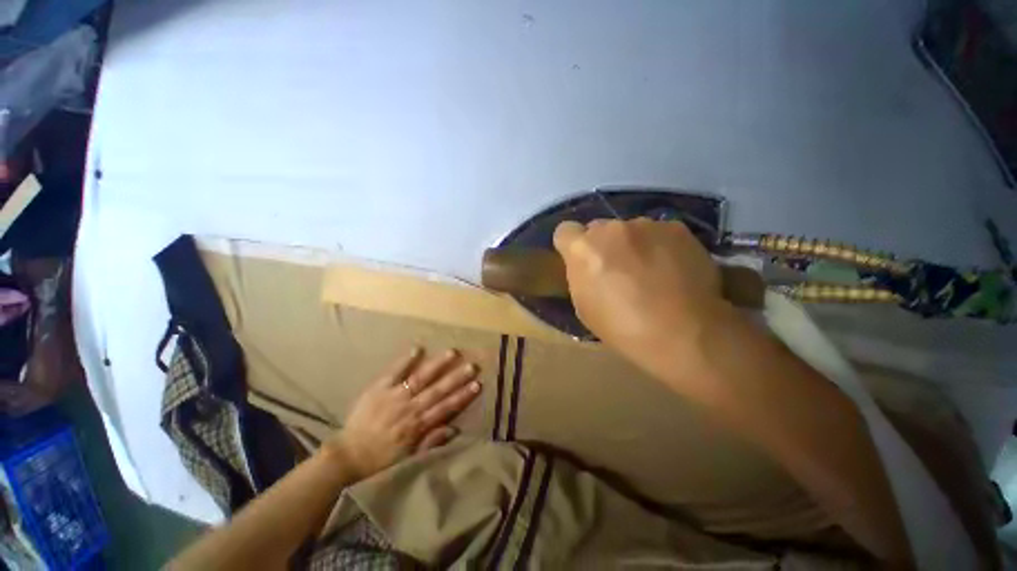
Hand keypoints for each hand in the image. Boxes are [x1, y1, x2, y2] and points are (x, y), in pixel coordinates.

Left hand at [328, 347, 481, 478]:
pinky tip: (418, 348)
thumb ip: (431, 442)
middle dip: (457, 377)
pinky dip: (406, 360)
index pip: (446, 407)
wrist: (348, 456)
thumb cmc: (381, 459)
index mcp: (418, 425)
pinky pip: (394, 372)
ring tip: (453, 352)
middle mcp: (410, 407)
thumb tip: (455, 429)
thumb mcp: (409, 458)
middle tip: (472, 365)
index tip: (478, 384)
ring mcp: (395, 396)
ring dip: (438, 365)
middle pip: (438, 390)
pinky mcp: (379, 389)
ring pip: (421, 378)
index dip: (463, 395)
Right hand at [553, 219, 730, 372]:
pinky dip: (659, 247)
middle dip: (602, 245)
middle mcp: (610, 229)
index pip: (564, 231)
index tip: (581, 261)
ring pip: (630, 230)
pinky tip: (672, 270)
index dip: (571, 245)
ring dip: (632, 245)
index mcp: (582, 249)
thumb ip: (580, 277)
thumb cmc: (622, 327)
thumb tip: (589, 266)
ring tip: (651, 272)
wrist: (683, 333)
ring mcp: (645, 225)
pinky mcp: (676, 228)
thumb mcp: (584, 307)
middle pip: (598, 229)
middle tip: (618, 270)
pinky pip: (658, 233)